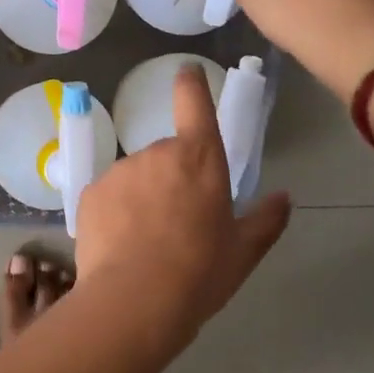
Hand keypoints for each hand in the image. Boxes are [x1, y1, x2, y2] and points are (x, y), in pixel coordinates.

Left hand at [75, 66, 290, 334]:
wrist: (135, 300)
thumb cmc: (199, 273)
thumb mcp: (243, 251)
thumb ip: (265, 219)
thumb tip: (284, 198)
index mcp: (199, 158)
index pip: (194, 103)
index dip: (191, 83)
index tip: (187, 72)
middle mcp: (155, 153)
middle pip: (167, 155)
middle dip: (173, 179)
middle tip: (179, 223)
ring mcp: (118, 171)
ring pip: (136, 177)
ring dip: (143, 196)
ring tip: (148, 242)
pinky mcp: (89, 193)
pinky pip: (109, 196)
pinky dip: (116, 212)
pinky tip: (122, 245)